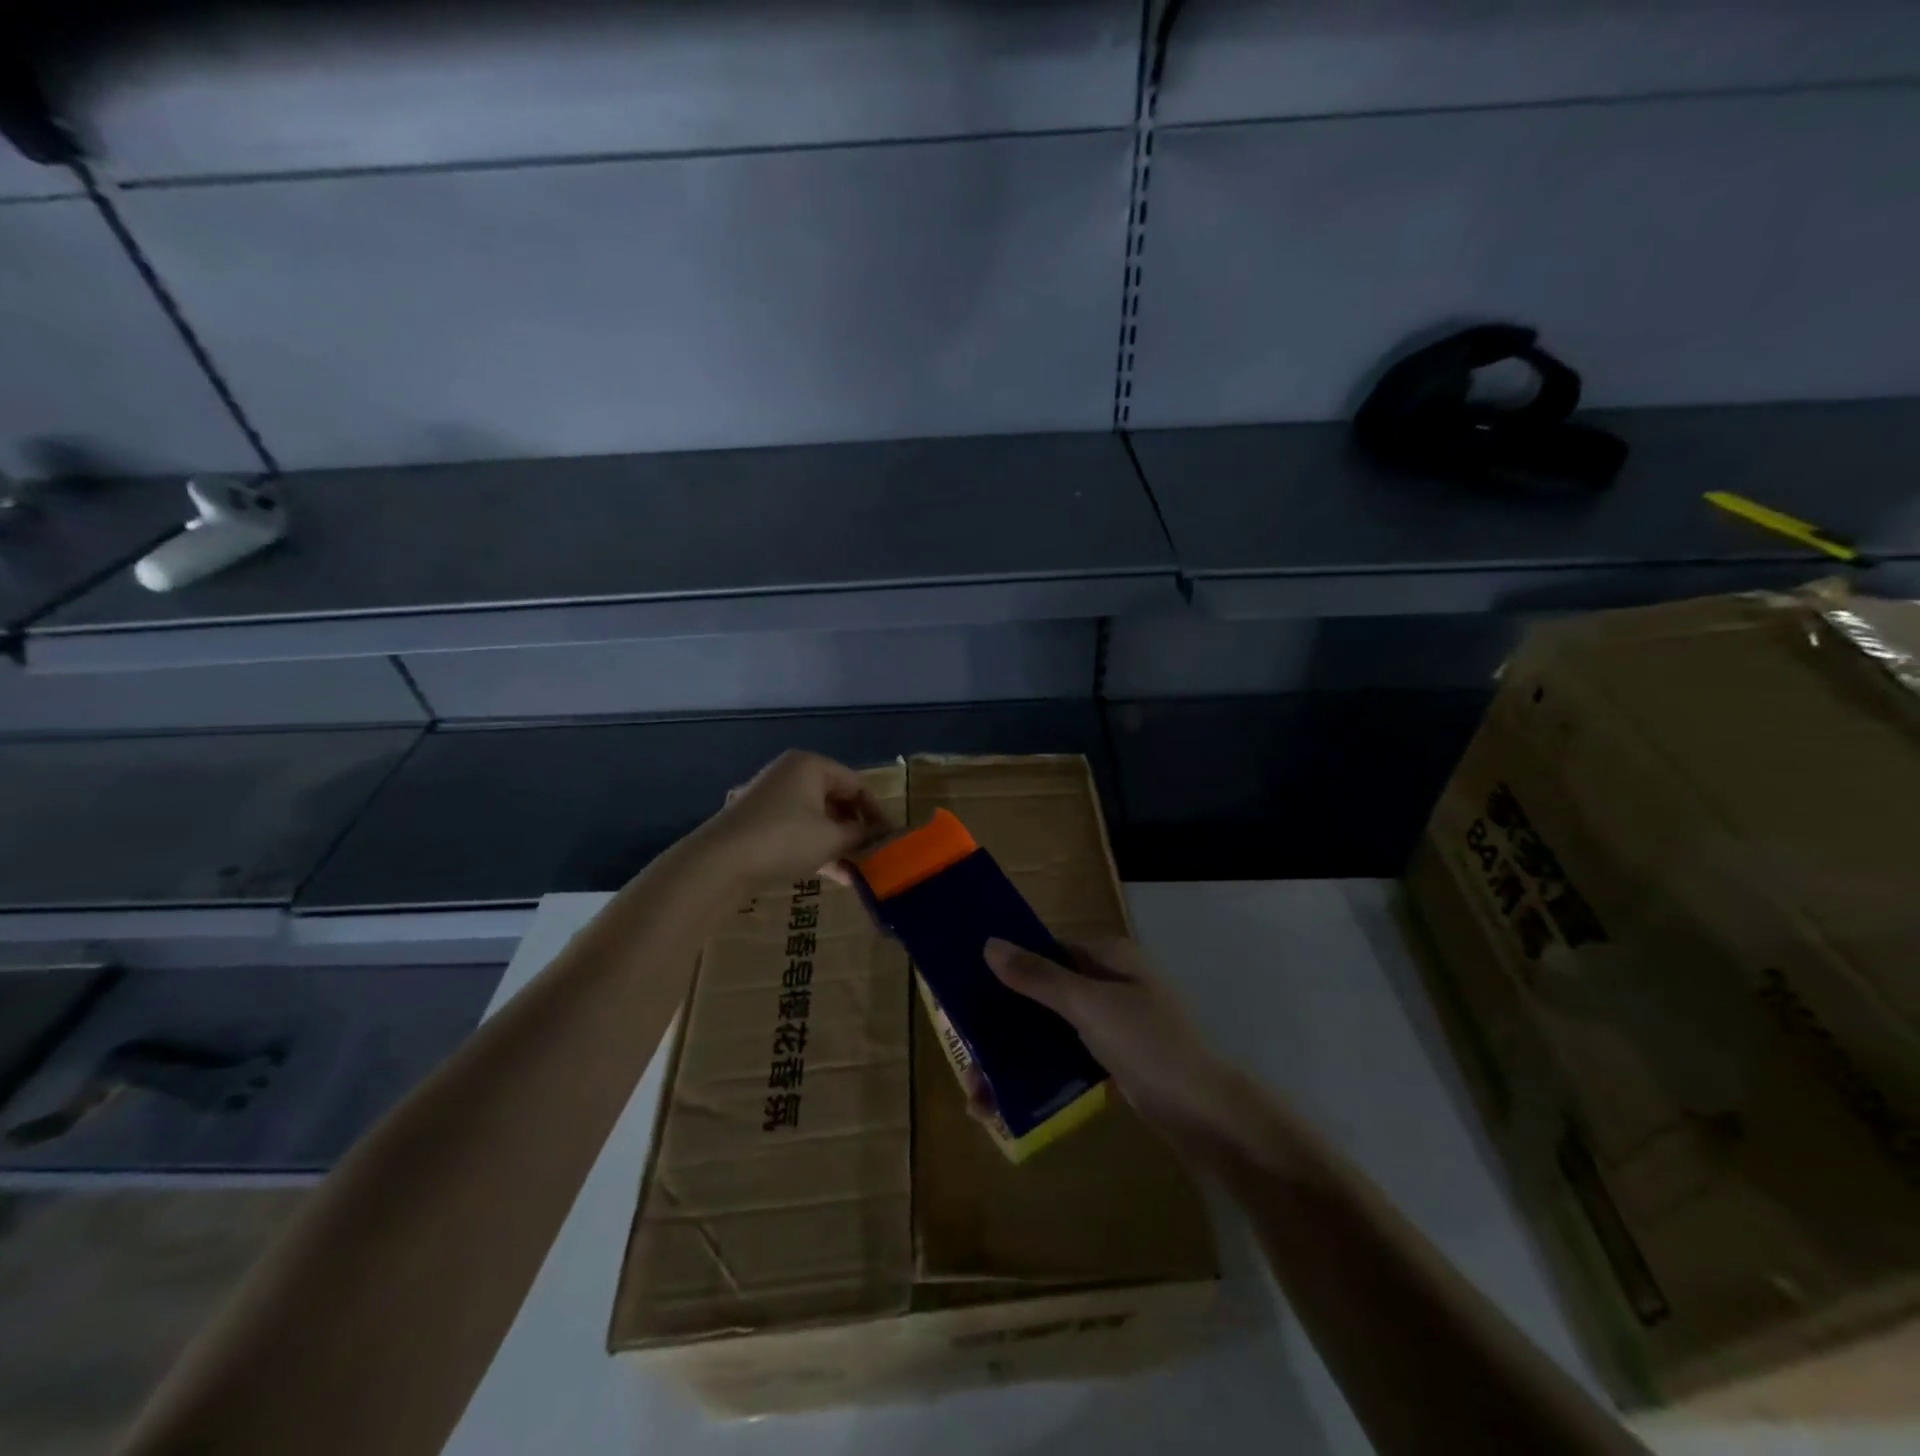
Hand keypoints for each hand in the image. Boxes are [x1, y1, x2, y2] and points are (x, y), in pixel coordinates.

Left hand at [696, 751, 891, 890]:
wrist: (719, 862)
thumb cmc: (784, 839)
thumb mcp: (831, 838)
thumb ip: (861, 835)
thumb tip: (883, 835)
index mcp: (811, 766)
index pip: (857, 785)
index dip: (876, 813)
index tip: (889, 840)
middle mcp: (792, 774)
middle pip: (837, 800)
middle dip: (857, 829)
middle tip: (874, 855)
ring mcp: (773, 798)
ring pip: (818, 818)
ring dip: (839, 843)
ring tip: (858, 870)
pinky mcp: (760, 822)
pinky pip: (799, 830)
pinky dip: (818, 848)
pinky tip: (836, 875)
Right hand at [983, 937, 1238, 1137]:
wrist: (1207, 1115)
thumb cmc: (1148, 1045)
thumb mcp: (1088, 1005)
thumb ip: (1038, 976)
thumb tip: (990, 944)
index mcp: (1108, 957)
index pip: (1047, 949)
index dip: (1008, 966)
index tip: (968, 992)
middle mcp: (1110, 982)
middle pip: (1044, 992)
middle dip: (1005, 1024)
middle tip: (969, 1057)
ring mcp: (1114, 1022)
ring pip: (1052, 1029)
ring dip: (1017, 1055)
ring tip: (980, 1094)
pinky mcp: (1115, 1059)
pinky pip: (1067, 1057)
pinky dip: (1040, 1073)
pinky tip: (1010, 1101)